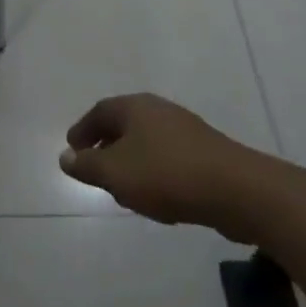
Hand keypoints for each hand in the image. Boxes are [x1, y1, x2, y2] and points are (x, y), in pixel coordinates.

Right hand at [58, 94, 299, 242]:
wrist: (240, 191)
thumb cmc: (167, 175)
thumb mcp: (116, 173)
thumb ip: (87, 165)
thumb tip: (65, 157)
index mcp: (135, 107)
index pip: (99, 112)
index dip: (82, 130)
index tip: (72, 150)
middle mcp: (160, 111)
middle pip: (124, 125)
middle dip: (106, 146)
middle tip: (95, 169)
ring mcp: (187, 131)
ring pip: (147, 143)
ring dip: (131, 163)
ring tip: (124, 189)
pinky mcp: (207, 154)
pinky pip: (169, 159)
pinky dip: (155, 173)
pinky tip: (158, 199)